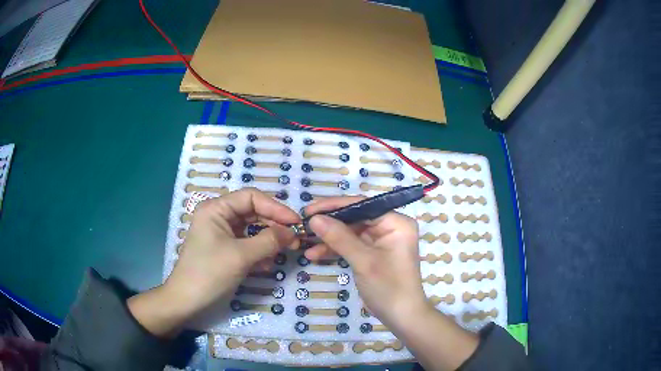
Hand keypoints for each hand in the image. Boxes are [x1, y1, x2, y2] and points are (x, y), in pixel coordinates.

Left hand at [128, 188, 299, 336]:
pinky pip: (246, 244)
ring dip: (268, 240)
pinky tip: (266, 265)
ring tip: (284, 251)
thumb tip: (293, 232)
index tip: (296, 223)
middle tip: (295, 239)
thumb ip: (269, 240)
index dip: (275, 207)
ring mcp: (221, 233)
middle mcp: (218, 216)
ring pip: (251, 229)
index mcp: (216, 209)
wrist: (187, 301)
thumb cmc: (209, 273)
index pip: (251, 197)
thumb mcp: (241, 256)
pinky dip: (259, 251)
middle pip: (253, 212)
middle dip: (274, 225)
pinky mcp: (224, 249)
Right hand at [304, 197, 427, 326]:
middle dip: (329, 223)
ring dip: (329, 238)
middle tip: (304, 224)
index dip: (334, 206)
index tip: (309, 210)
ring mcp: (381, 241)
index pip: (362, 205)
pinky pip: (351, 245)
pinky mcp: (373, 254)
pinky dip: (335, 250)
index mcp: (396, 223)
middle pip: (355, 218)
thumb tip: (314, 218)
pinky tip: (314, 254)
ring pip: (350, 232)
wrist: (401, 317)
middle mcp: (390, 227)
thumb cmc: (388, 287)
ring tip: (305, 241)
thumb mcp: (363, 261)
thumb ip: (339, 237)